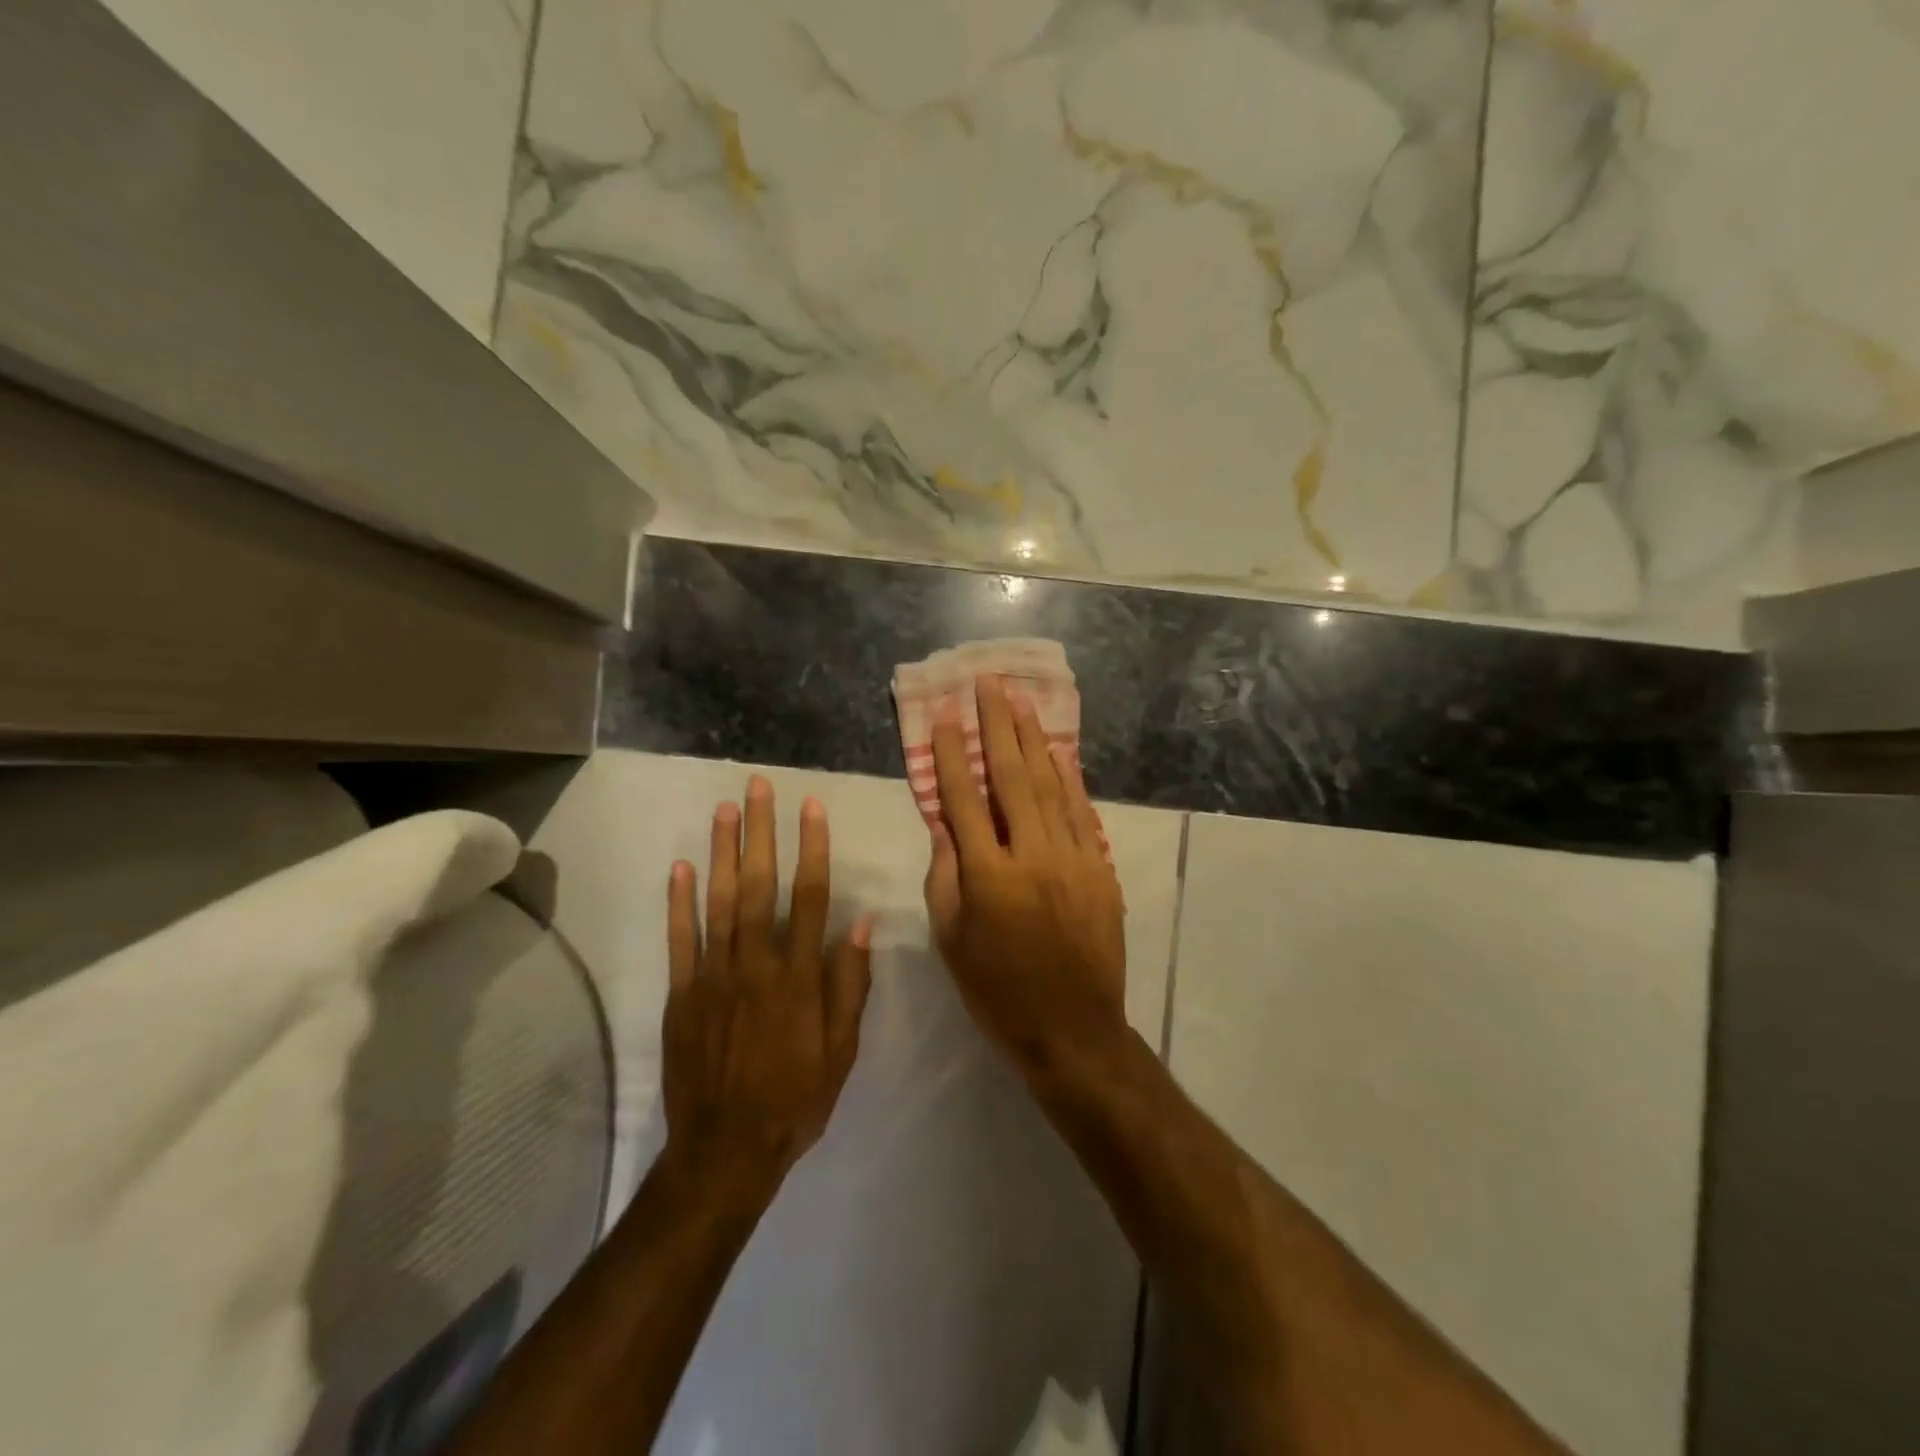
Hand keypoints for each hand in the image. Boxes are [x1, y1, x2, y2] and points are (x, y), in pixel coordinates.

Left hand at [662, 776, 873, 1199]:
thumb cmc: (796, 1099)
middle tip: (758, 787)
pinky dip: (679, 902)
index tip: (811, 808)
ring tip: (724, 809)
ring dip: (722, 851)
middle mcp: (756, 964)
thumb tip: (860, 925)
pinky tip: (681, 866)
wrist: (726, 1151)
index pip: (810, 897)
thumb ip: (849, 985)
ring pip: (719, 901)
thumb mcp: (842, 1050)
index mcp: (799, 977)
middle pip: (760, 885)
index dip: (812, 849)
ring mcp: (713, 976)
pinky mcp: (682, 994)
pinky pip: (680, 939)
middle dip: (761, 832)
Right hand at [924, 674, 1127, 1075]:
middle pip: (1010, 776)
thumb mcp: (952, 940)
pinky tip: (1057, 749)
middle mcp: (1032, 856)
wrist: (1074, 1030)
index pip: (963, 799)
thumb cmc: (998, 991)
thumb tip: (942, 821)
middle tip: (988, 683)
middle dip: (996, 725)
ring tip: (1019, 700)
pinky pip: (1080, 811)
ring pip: (1049, 785)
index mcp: (988, 876)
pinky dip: (1067, 776)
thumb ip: (945, 874)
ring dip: (1032, 739)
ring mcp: (1073, 858)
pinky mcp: (1099, 868)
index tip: (942, 714)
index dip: (950, 753)